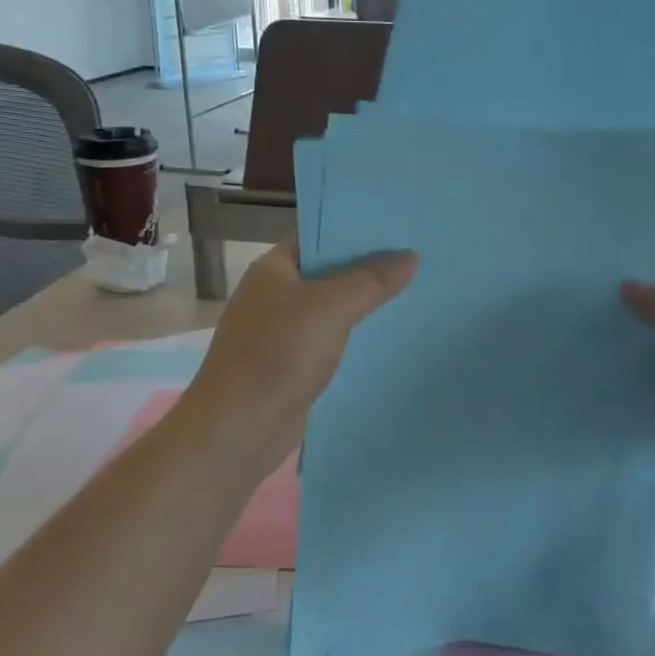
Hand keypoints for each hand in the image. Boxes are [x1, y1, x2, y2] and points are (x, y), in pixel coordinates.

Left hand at [180, 237, 417, 477]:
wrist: (238, 428)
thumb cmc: (278, 354)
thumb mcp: (331, 308)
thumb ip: (371, 281)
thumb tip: (410, 256)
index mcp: (273, 269)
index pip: (316, 235)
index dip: (354, 229)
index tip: (396, 227)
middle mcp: (274, 295)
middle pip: (327, 272)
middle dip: (367, 267)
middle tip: (416, 259)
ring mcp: (280, 332)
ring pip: (330, 308)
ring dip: (363, 304)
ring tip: (412, 293)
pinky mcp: (290, 364)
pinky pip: (329, 340)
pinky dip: (354, 337)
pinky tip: (387, 337)